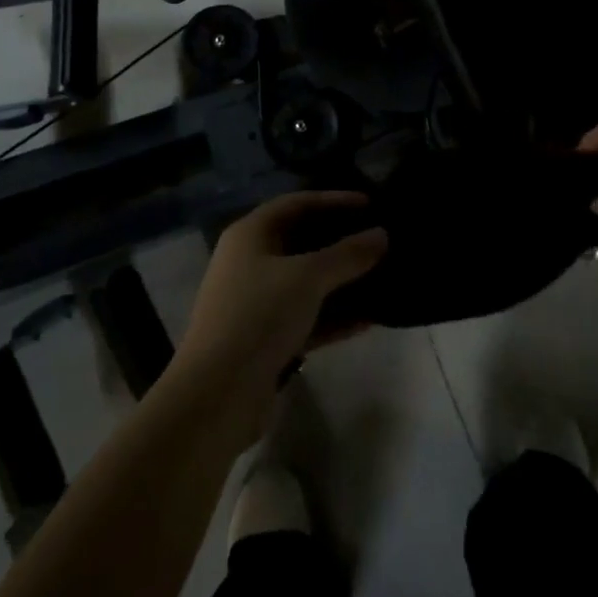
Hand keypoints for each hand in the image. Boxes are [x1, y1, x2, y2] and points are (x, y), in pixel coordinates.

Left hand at [166, 191, 387, 442]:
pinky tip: (369, 320)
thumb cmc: (259, 316)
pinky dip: (334, 316)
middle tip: (379, 239)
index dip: (334, 200)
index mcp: (251, 234)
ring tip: (381, 277)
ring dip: (342, 281)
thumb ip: (347, 254)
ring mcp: (256, 302)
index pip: (298, 203)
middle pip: (302, 241)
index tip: (371, 204)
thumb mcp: (307, 277)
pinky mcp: (266, 339)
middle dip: (341, 241)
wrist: (215, 396)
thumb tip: (382, 235)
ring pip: (307, 282)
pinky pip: (307, 317)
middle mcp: (250, 262)